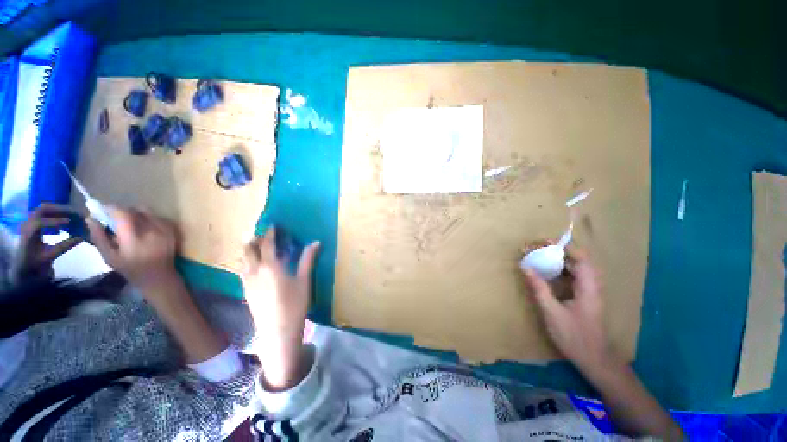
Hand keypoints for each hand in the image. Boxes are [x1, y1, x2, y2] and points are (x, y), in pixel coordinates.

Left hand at [15, 204, 81, 279]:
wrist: (24, 262)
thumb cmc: (36, 260)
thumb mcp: (50, 256)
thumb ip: (64, 247)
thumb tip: (81, 237)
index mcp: (29, 234)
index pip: (40, 223)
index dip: (55, 221)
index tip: (70, 221)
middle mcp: (27, 224)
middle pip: (42, 209)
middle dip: (58, 209)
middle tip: (73, 212)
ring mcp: (29, 221)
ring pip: (43, 208)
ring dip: (57, 209)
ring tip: (69, 213)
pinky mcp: (32, 220)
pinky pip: (43, 211)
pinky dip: (54, 212)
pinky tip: (61, 217)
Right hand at [86, 207, 178, 289]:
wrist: (159, 276)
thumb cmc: (131, 269)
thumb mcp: (109, 257)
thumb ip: (99, 237)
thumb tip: (90, 218)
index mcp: (133, 239)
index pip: (122, 214)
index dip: (111, 209)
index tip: (104, 210)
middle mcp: (151, 231)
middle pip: (135, 210)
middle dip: (123, 212)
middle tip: (117, 220)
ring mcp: (164, 230)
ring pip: (148, 212)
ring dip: (137, 214)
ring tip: (132, 225)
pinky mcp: (172, 230)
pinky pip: (159, 217)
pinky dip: (149, 219)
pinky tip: (145, 229)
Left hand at [242, 227, 319, 389]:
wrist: (278, 331)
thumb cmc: (295, 304)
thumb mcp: (304, 280)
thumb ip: (308, 259)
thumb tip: (316, 242)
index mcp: (270, 267)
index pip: (267, 245)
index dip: (269, 234)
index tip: (273, 226)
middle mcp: (255, 272)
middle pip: (248, 250)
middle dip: (253, 239)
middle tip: (261, 233)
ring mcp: (247, 282)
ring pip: (242, 260)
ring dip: (248, 250)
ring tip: (255, 246)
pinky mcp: (245, 291)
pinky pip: (242, 270)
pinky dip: (246, 262)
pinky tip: (254, 265)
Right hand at [522, 246, 610, 370]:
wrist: (594, 359)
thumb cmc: (574, 336)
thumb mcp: (552, 312)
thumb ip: (539, 288)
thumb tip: (525, 267)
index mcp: (588, 287)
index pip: (581, 258)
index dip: (564, 247)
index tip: (544, 242)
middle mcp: (592, 285)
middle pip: (578, 259)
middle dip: (558, 250)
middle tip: (537, 248)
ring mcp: (590, 291)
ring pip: (576, 267)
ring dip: (558, 259)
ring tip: (539, 256)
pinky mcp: (585, 296)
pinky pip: (573, 276)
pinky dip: (560, 269)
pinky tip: (547, 272)